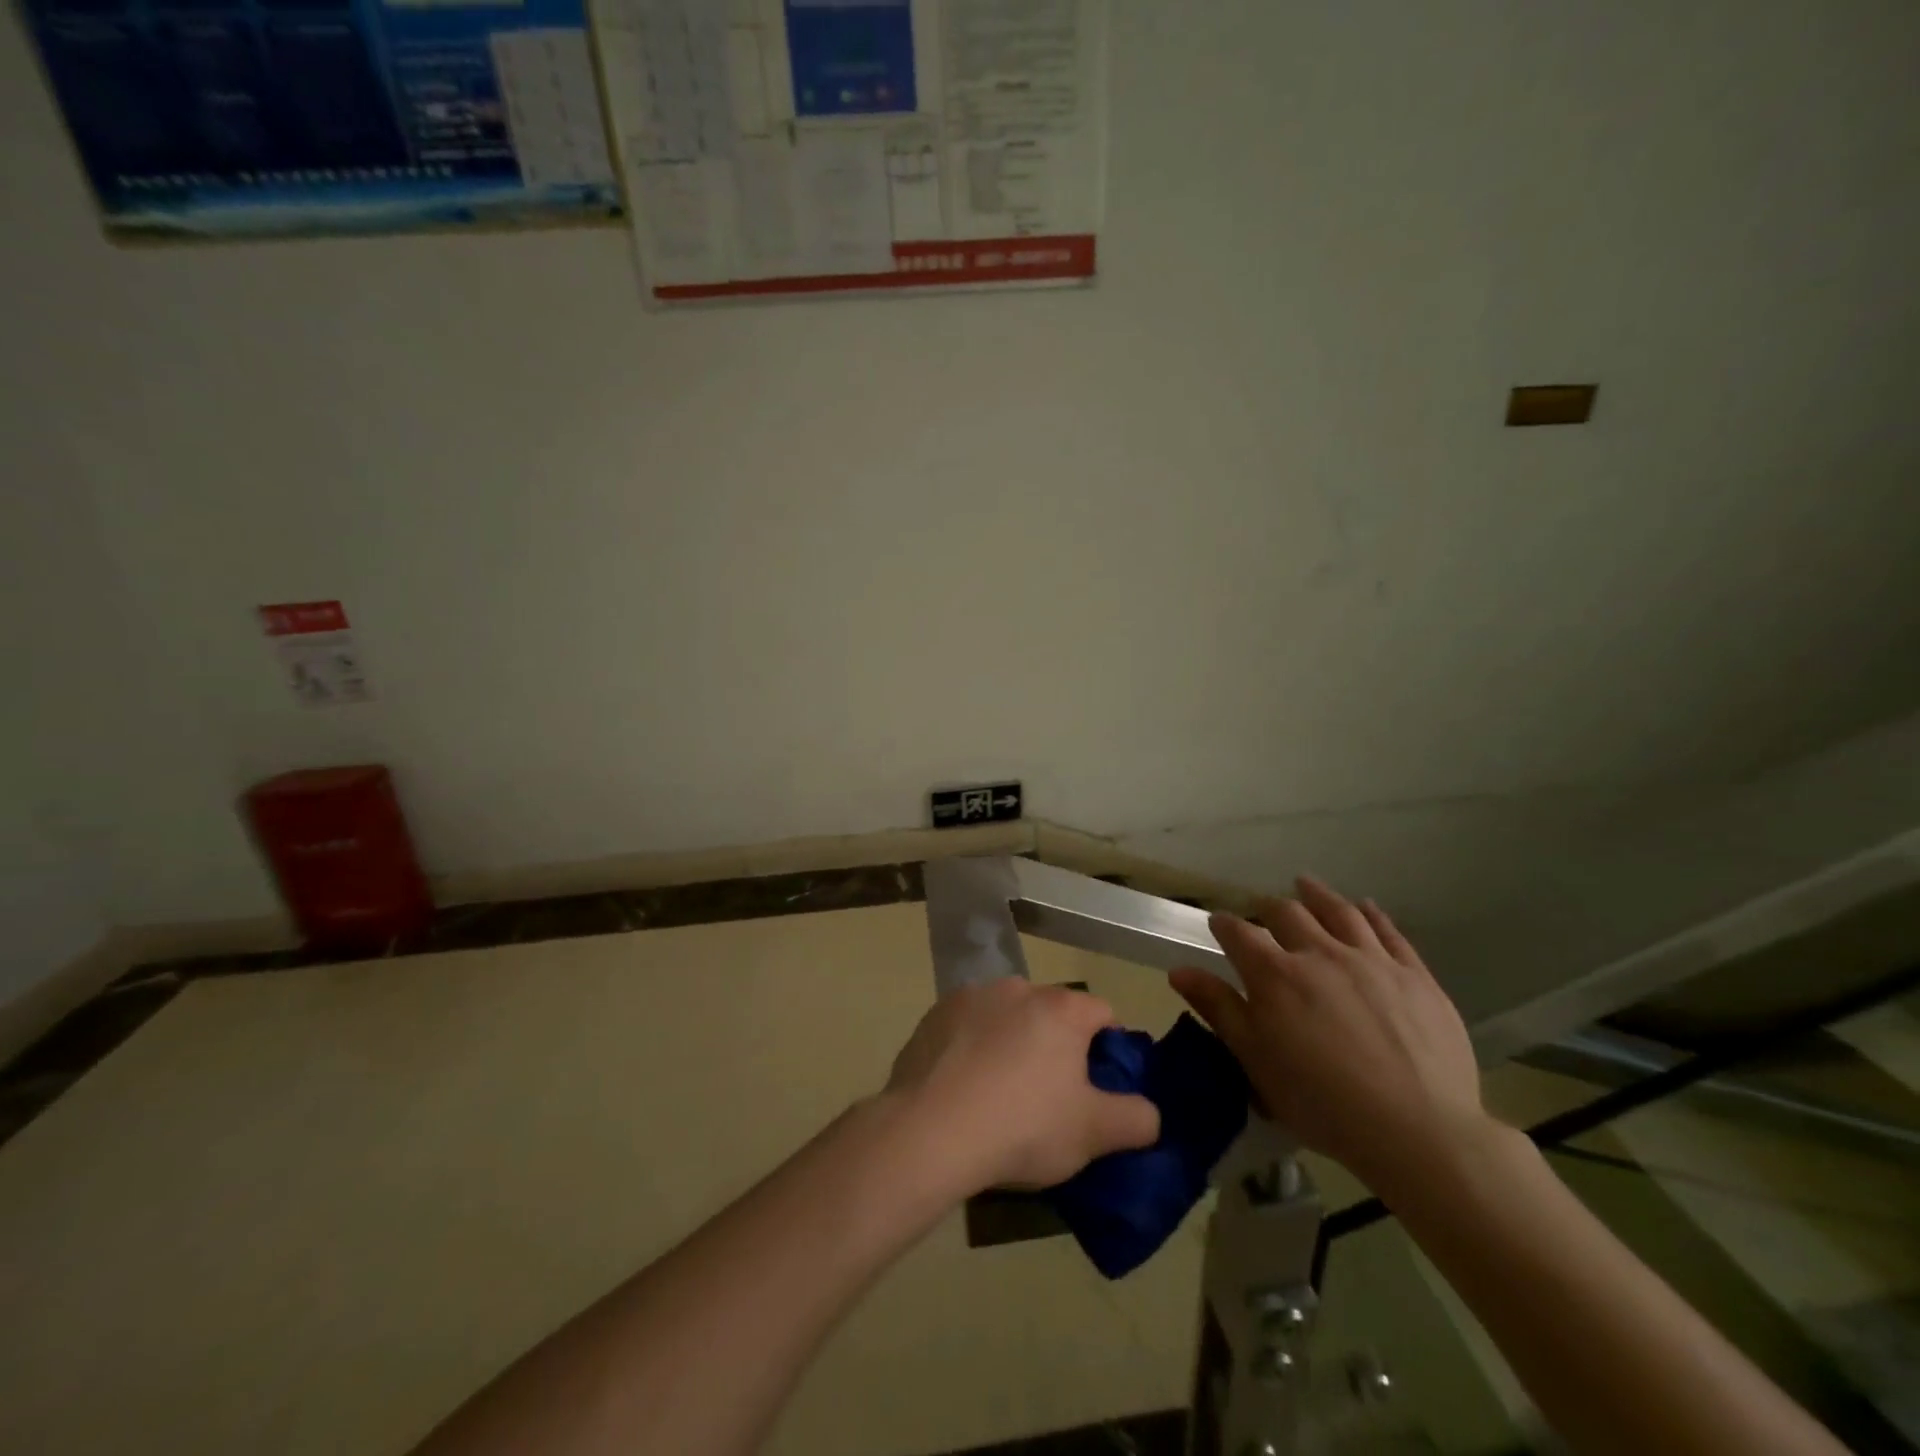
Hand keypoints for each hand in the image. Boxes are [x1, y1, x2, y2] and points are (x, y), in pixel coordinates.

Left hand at [884, 979, 1160, 1194]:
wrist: (930, 1130)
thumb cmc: (1023, 1126)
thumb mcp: (1094, 1134)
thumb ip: (1136, 1119)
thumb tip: (1149, 1112)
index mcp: (1061, 1008)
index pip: (1103, 1013)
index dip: (1109, 1048)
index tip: (1099, 1086)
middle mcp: (1018, 988)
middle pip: (1052, 1012)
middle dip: (1057, 1045)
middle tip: (1050, 1096)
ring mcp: (971, 996)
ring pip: (1008, 1015)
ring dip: (1013, 1042)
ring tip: (1001, 1094)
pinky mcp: (934, 1013)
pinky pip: (968, 1026)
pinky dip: (973, 1046)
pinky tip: (963, 1087)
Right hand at [1170, 876, 1486, 1196]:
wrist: (1417, 1130)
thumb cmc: (1321, 1101)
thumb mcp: (1255, 1061)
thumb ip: (1218, 1009)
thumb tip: (1179, 971)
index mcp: (1275, 975)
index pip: (1239, 934)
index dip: (1224, 924)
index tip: (1218, 923)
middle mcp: (1319, 953)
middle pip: (1288, 913)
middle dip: (1269, 907)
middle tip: (1263, 909)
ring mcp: (1371, 960)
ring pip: (1339, 912)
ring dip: (1317, 895)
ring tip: (1305, 884)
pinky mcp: (1415, 976)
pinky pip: (1389, 932)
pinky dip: (1372, 915)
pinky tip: (1366, 907)